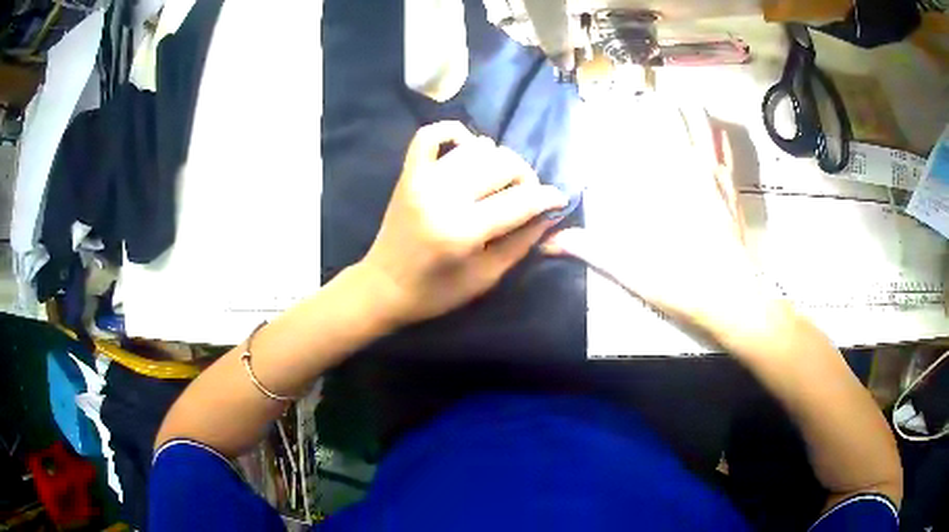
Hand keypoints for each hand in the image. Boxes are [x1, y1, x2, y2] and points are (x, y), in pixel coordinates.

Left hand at [359, 121, 567, 325]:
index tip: (559, 199)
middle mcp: (443, 197)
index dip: (548, 198)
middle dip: (525, 178)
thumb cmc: (437, 292)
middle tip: (525, 196)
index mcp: (463, 231)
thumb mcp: (486, 277)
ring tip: (499, 180)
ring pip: (477, 149)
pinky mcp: (408, 173)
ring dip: (498, 160)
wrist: (384, 287)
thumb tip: (549, 214)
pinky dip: (454, 132)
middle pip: (502, 165)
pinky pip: (430, 135)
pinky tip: (469, 146)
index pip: (520, 201)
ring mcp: (422, 180)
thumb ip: (521, 242)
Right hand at [543, 100, 780, 337]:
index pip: (643, 139)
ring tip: (683, 96)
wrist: (732, 300)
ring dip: (692, 113)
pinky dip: (719, 140)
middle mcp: (690, 173)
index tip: (619, 100)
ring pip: (704, 132)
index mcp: (664, 186)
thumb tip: (550, 241)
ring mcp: (715, 181)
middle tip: (650, 91)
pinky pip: (725, 156)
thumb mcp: (632, 270)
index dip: (630, 117)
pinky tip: (717, 132)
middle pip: (676, 124)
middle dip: (663, 105)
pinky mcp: (732, 194)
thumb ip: (593, 249)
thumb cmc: (682, 282)